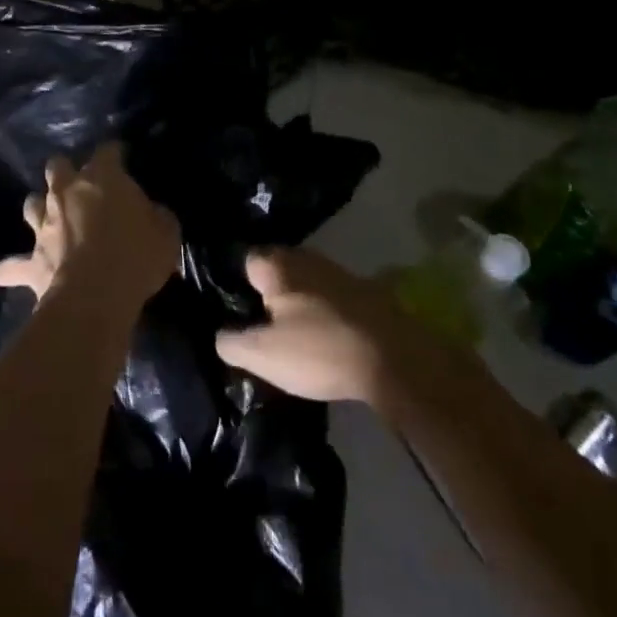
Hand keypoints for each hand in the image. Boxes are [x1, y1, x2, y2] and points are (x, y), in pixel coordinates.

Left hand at [0, 144, 180, 313]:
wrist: (95, 297)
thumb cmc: (136, 256)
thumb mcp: (166, 231)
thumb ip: (156, 215)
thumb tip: (150, 213)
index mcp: (102, 178)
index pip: (108, 151)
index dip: (115, 153)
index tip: (122, 157)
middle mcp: (66, 192)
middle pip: (57, 166)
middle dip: (65, 170)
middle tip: (79, 184)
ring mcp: (44, 224)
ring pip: (32, 203)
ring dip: (39, 208)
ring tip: (47, 217)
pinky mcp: (32, 259)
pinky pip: (13, 264)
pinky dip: (9, 268)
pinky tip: (0, 273)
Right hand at [215, 247, 432, 406]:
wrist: (395, 358)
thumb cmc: (320, 350)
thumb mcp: (264, 355)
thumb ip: (232, 342)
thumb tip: (220, 335)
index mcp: (278, 266)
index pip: (247, 261)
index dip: (239, 285)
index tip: (238, 312)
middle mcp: (306, 258)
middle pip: (278, 269)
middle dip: (270, 291)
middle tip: (263, 325)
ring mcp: (339, 272)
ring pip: (307, 282)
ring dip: (300, 301)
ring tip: (294, 333)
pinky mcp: (366, 291)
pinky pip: (332, 296)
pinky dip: (326, 311)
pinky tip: (326, 336)